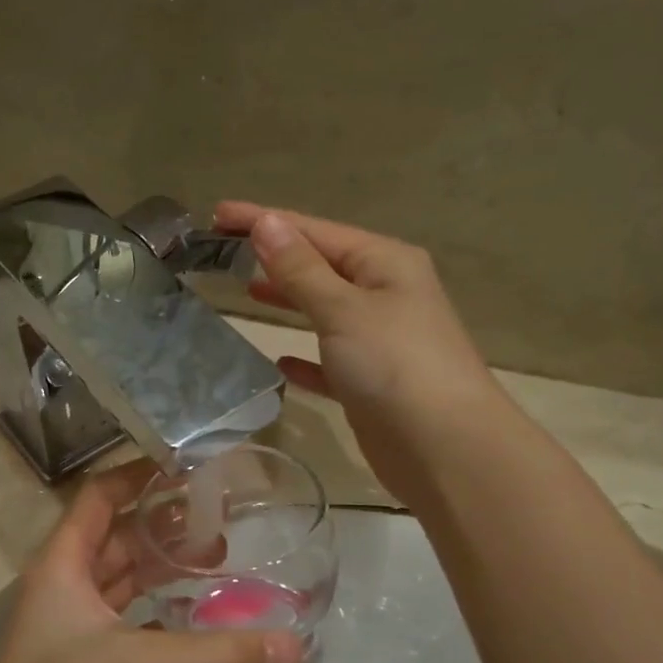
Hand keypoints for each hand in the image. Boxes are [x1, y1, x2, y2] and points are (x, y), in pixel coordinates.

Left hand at [0, 460, 304, 662]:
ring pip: (123, 581)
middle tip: (221, 519)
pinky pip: (129, 622)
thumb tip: (295, 645)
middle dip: (164, 525)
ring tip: (219, 560)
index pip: (98, 497)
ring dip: (163, 568)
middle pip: (116, 537)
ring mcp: (72, 629)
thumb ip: (219, 653)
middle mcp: (64, 587)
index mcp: (62, 564)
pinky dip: (160, 613)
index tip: (187, 466)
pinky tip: (196, 616)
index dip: (137, 475)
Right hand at [215, 201, 504, 505]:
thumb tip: (266, 223)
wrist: (445, 447)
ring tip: (246, 291)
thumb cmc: (394, 365)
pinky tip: (280, 361)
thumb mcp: (343, 309)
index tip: (217, 214)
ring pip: (325, 309)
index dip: (265, 221)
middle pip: (320, 265)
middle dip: (275, 257)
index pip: (314, 230)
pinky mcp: (372, 382)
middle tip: (223, 252)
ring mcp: (381, 339)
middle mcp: (386, 293)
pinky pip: (330, 360)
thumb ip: (300, 269)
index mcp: (384, 263)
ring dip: (290, 299)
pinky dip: (305, 358)